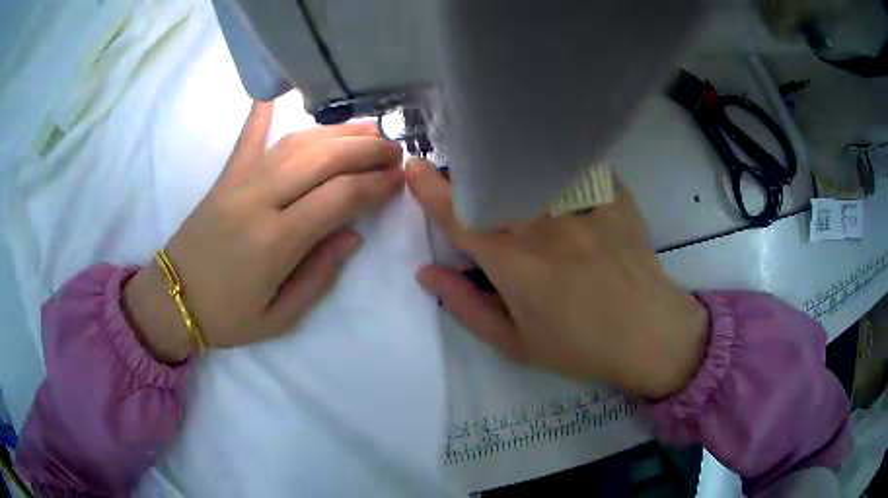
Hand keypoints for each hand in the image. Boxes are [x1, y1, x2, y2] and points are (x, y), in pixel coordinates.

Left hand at [123, 102, 403, 361]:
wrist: (172, 299)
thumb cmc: (227, 317)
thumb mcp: (280, 317)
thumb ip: (319, 277)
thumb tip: (353, 235)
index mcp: (276, 241)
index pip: (339, 197)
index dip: (376, 184)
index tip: (400, 180)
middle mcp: (259, 200)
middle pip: (323, 158)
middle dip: (366, 148)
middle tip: (395, 149)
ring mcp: (239, 182)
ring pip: (296, 142)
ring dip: (336, 131)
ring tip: (367, 129)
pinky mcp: (225, 176)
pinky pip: (247, 137)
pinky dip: (262, 112)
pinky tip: (278, 93)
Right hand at [406, 159, 707, 397]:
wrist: (648, 335)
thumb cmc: (580, 347)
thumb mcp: (515, 344)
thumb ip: (466, 307)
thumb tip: (427, 273)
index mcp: (515, 264)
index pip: (461, 217)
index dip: (431, 190)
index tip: (414, 167)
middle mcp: (544, 226)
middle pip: (494, 182)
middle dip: (473, 174)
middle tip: (472, 181)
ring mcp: (583, 207)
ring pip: (532, 167)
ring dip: (512, 166)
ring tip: (512, 175)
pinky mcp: (613, 197)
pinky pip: (576, 167)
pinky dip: (559, 165)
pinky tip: (559, 172)